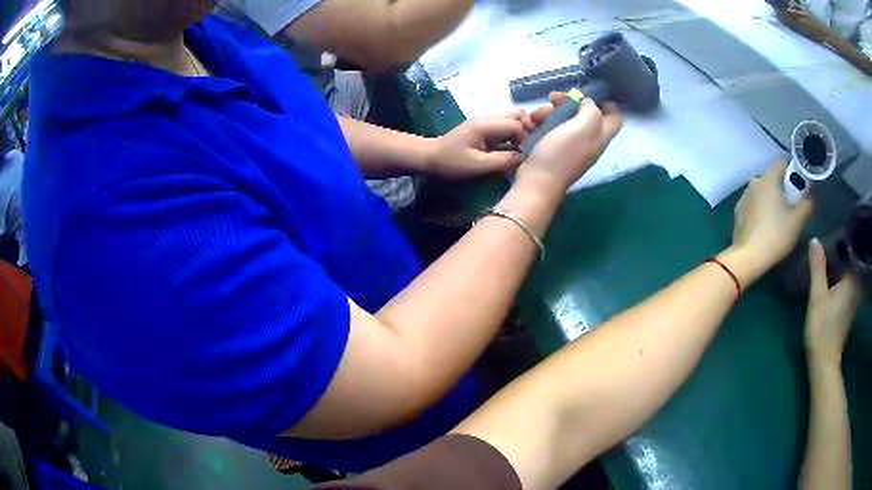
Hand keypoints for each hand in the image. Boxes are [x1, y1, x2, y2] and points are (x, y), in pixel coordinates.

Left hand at [427, 110, 534, 178]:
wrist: (430, 158)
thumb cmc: (451, 162)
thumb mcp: (476, 165)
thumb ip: (502, 161)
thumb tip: (524, 158)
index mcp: (485, 125)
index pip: (516, 123)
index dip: (525, 138)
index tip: (526, 153)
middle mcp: (487, 119)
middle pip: (517, 113)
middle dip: (528, 127)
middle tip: (530, 146)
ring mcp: (486, 122)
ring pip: (512, 118)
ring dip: (521, 130)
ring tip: (524, 148)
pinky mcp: (485, 129)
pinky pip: (505, 126)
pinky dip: (513, 134)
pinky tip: (514, 148)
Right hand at [517, 92, 622, 195]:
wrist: (537, 181)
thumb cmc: (561, 154)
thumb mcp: (582, 127)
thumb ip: (591, 111)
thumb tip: (588, 103)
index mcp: (600, 136)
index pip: (615, 118)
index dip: (606, 103)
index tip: (588, 92)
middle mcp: (588, 141)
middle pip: (585, 114)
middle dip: (568, 103)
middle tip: (552, 99)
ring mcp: (569, 147)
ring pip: (563, 120)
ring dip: (549, 112)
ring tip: (535, 116)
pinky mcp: (552, 150)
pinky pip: (549, 130)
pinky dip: (540, 124)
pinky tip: (529, 125)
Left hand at [733, 160, 812, 266]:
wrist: (748, 257)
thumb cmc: (776, 235)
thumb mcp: (797, 221)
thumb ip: (806, 204)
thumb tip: (810, 196)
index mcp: (768, 178)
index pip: (782, 162)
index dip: (793, 168)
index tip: (802, 181)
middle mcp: (754, 182)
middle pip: (772, 177)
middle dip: (784, 186)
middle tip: (794, 203)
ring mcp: (744, 196)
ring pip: (763, 191)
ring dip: (772, 198)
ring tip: (781, 216)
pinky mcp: (738, 212)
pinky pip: (754, 204)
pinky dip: (762, 209)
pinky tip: (767, 225)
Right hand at [805, 238, 860, 365]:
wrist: (824, 362)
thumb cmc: (822, 328)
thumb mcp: (817, 296)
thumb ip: (818, 267)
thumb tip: (815, 239)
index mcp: (852, 278)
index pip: (848, 249)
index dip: (838, 241)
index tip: (827, 238)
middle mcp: (856, 284)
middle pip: (848, 261)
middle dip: (837, 254)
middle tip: (824, 248)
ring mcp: (854, 297)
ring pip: (847, 273)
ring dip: (838, 267)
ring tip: (825, 262)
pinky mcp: (850, 307)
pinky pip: (846, 284)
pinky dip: (839, 279)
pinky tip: (830, 281)